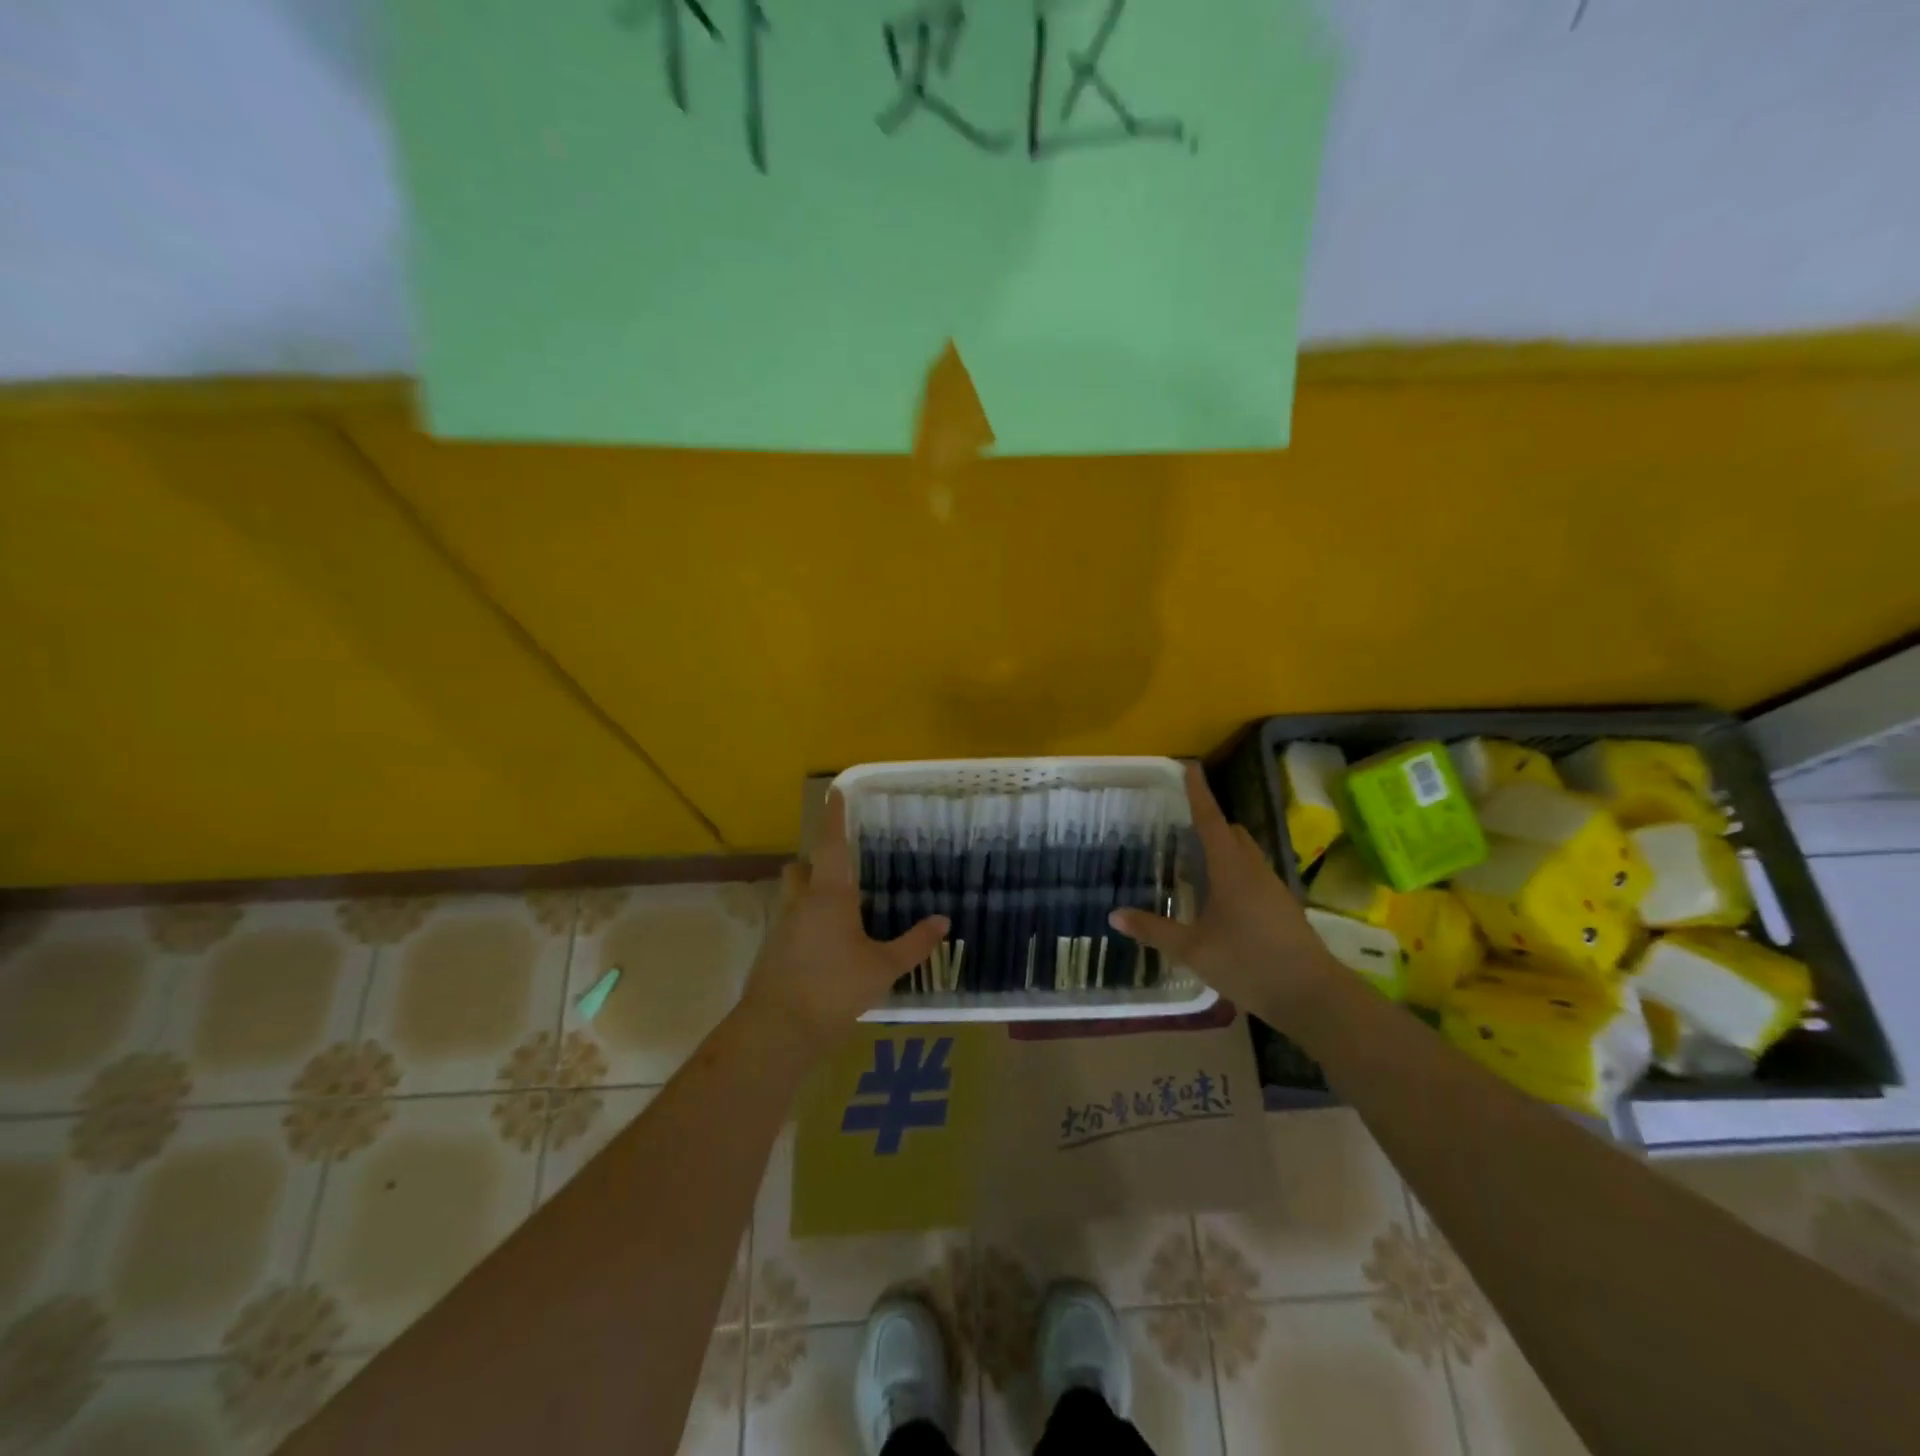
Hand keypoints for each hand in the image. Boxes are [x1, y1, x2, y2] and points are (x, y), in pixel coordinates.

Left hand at [740, 789, 949, 1049]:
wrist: (779, 1029)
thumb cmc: (835, 989)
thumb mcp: (883, 968)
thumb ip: (915, 943)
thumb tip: (943, 920)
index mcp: (830, 894)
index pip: (830, 843)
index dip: (833, 816)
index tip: (834, 790)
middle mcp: (801, 901)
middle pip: (802, 866)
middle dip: (816, 860)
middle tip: (843, 867)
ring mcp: (782, 925)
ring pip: (793, 893)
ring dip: (808, 889)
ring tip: (838, 907)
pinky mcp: (772, 949)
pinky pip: (790, 920)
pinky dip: (805, 920)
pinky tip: (825, 943)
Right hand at [1110, 765, 1338, 1022]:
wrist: (1313, 996)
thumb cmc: (1248, 964)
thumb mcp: (1193, 950)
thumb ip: (1154, 931)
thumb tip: (1114, 915)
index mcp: (1231, 870)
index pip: (1210, 820)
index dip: (1198, 793)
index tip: (1190, 767)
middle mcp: (1254, 870)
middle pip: (1232, 833)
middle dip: (1210, 823)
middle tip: (1182, 827)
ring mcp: (1274, 889)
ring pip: (1247, 854)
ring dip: (1224, 850)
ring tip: (1198, 865)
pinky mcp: (1284, 908)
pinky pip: (1255, 875)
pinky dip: (1236, 872)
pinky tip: (1222, 901)